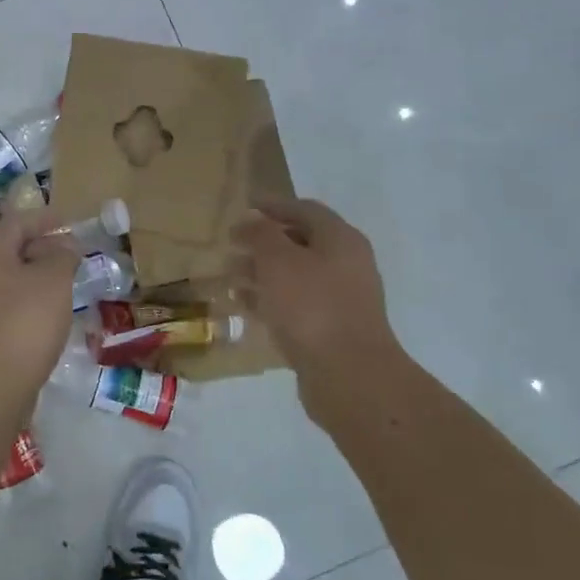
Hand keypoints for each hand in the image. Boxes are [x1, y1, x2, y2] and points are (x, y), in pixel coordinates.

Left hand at [0, 209, 79, 399]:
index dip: (43, 218)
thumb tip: (65, 245)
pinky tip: (49, 313)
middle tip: (72, 252)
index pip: (15, 222)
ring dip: (36, 275)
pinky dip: (30, 299)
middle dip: (41, 246)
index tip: (68, 221)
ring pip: (9, 278)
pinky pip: (8, 303)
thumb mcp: (53, 281)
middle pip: (9, 249)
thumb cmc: (24, 323)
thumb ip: (62, 256)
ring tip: (66, 282)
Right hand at [232, 198, 404, 378]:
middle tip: (231, 245)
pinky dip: (270, 299)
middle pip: (301, 243)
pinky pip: (295, 304)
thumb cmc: (311, 306)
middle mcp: (346, 264)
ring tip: (230, 276)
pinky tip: (244, 305)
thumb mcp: (278, 261)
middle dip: (264, 242)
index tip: (245, 206)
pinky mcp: (331, 329)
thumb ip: (261, 235)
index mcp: (340, 240)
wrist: (349, 375)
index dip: (274, 205)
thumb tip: (251, 220)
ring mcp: (341, 299)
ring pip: (295, 276)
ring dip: (262, 272)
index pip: (305, 210)